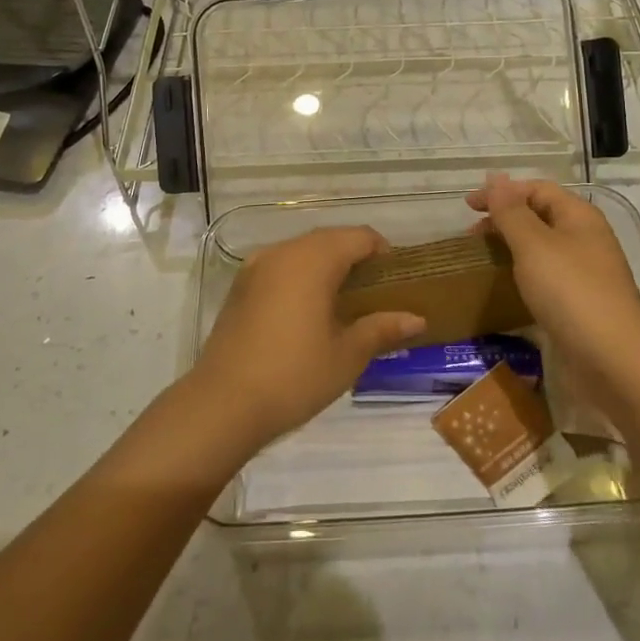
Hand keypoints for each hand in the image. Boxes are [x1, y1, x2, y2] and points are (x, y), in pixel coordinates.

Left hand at [190, 227, 425, 449]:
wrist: (222, 403)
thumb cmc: (294, 375)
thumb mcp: (347, 355)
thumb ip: (382, 329)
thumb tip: (417, 319)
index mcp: (313, 259)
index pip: (359, 236)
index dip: (383, 253)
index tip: (396, 282)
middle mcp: (283, 251)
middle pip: (330, 239)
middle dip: (355, 259)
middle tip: (375, 296)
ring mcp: (256, 266)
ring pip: (302, 252)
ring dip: (326, 267)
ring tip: (343, 306)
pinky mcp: (240, 286)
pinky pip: (280, 267)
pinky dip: (300, 277)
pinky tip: (307, 313)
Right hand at [466, 174, 639, 361]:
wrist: (613, 360)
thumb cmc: (571, 292)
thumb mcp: (534, 245)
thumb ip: (511, 211)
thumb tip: (495, 178)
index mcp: (578, 216)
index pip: (537, 189)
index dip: (502, 192)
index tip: (468, 207)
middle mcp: (584, 239)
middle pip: (540, 216)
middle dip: (504, 219)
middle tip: (471, 236)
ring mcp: (584, 273)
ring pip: (542, 249)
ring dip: (512, 248)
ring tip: (482, 259)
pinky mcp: (579, 304)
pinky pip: (546, 278)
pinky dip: (522, 275)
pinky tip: (505, 288)